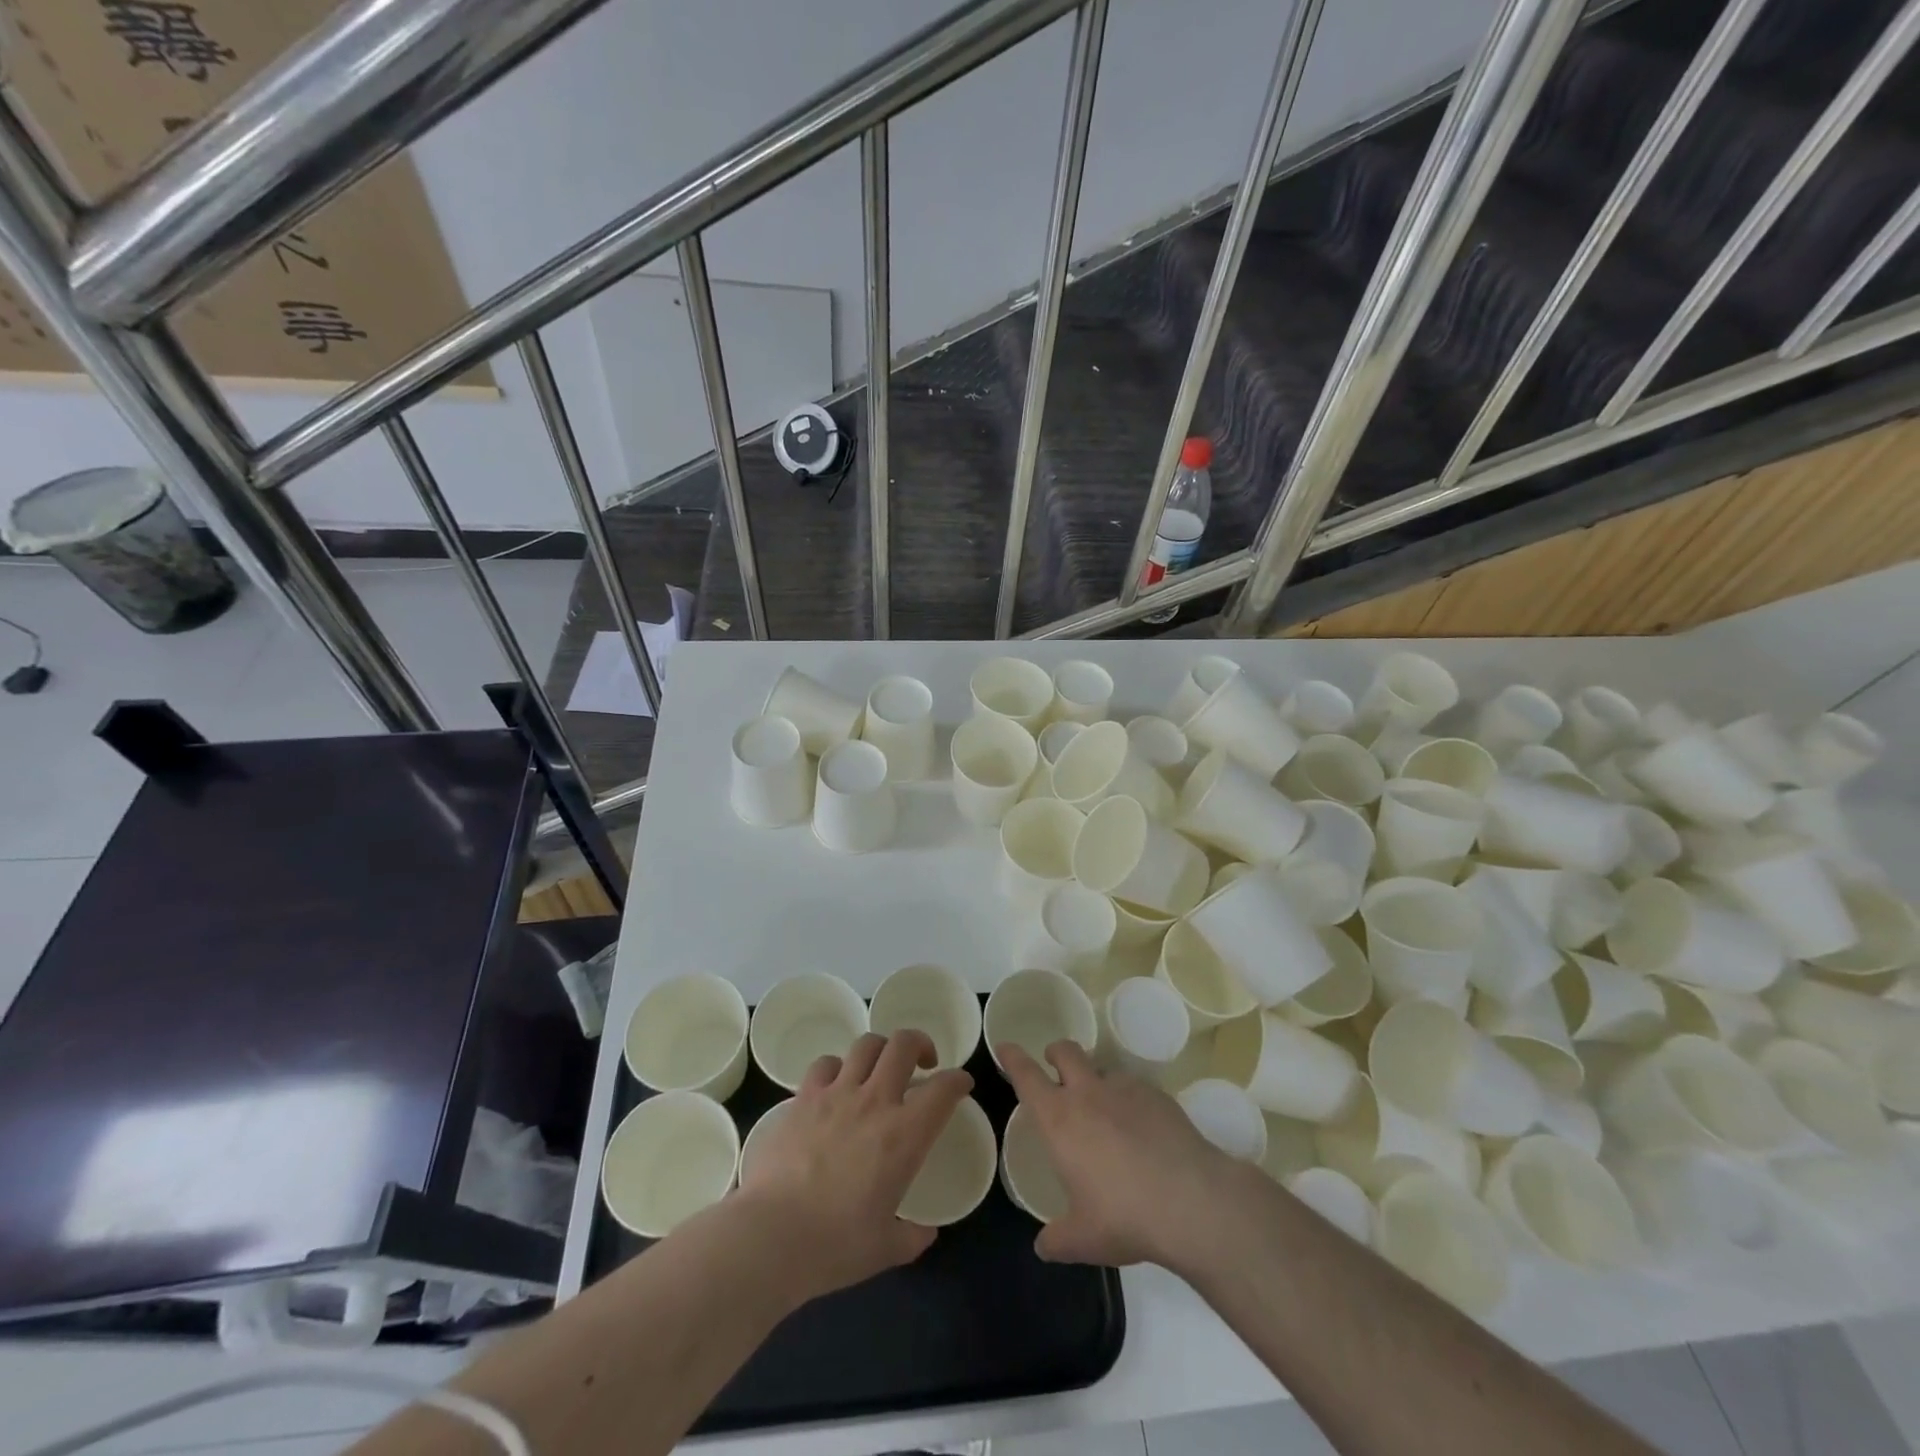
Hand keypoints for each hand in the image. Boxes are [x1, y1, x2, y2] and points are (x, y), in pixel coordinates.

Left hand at [737, 1030, 971, 1303]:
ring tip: (880, 1067)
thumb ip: (911, 1236)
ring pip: (866, 1045)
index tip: (961, 1084)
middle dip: (920, 1045)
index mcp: (904, 1135)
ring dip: (881, 1050)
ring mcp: (836, 1094)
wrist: (771, 1236)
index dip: (958, 1080)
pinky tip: (836, 1084)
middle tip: (923, 1063)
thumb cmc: (835, 1245)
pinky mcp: (804, 1098)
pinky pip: (825, 1063)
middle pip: (904, 1045)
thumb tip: (925, 1233)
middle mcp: (875, 1102)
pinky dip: (837, 1067)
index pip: (943, 1090)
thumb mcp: (885, 1249)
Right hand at [1000, 1040, 1245, 1270]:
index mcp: (1059, 1118)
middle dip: (1055, 1053)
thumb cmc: (1124, 1216)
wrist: (1191, 1201)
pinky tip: (1142, 1130)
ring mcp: (1125, 1089)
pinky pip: (1135, 1088)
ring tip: (1106, 1111)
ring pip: (1102, 1068)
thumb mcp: (1083, 1239)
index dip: (1013, 1058)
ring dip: (1096, 1080)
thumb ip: (1058, 1240)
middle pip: (1065, 1051)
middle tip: (1054, 1067)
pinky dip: (1130, 1100)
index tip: (1005, 1046)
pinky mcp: (1158, 1095)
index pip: (1027, 1075)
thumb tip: (1043, 1247)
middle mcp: (1088, 1093)